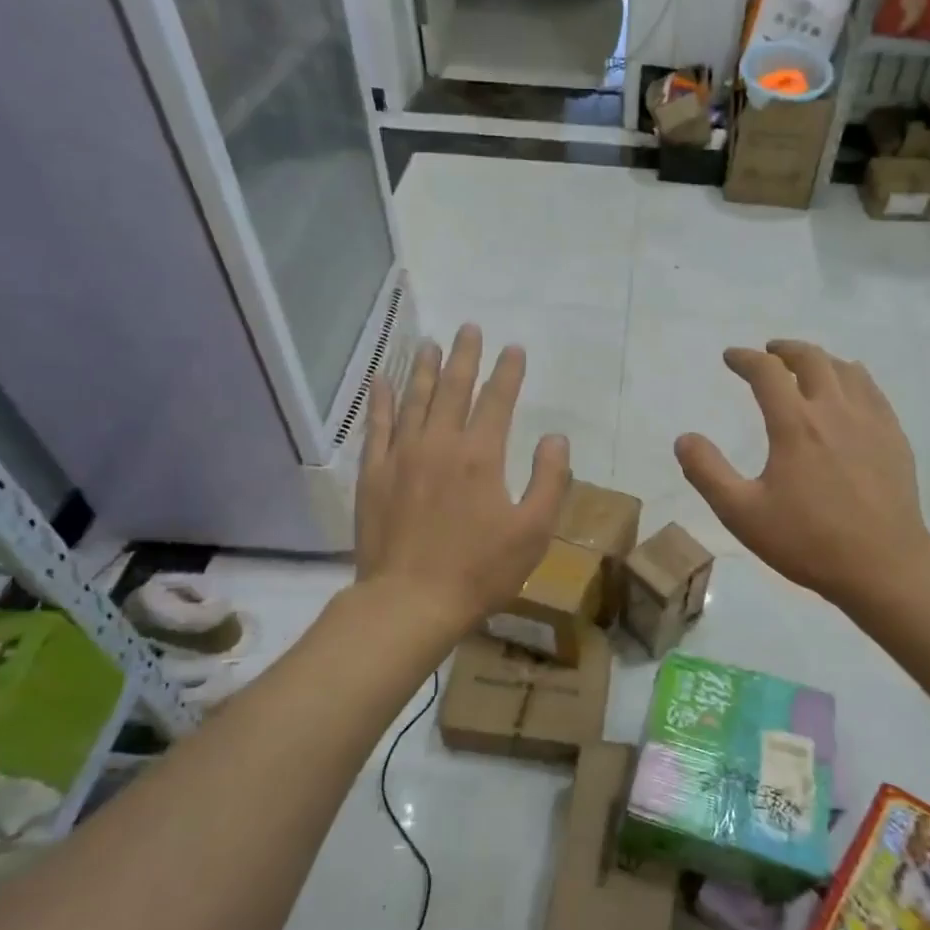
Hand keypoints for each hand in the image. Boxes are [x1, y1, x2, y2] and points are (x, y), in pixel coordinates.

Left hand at [355, 324, 569, 634]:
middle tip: (470, 328)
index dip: (509, 372)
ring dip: (426, 369)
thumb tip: (556, 438)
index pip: (498, 400)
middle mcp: (440, 443)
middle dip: (466, 356)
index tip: (515, 349)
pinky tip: (383, 380)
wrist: (410, 601)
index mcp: (481, 455)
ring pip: (415, 399)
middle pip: (454, 388)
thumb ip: (550, 480)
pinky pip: (377, 426)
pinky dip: (382, 400)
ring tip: (431, 343)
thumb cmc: (480, 570)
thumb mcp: (533, 531)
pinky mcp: (374, 474)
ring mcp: (401, 456)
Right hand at [674, 341, 929, 611]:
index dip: (744, 359)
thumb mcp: (742, 514)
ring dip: (819, 360)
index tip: (730, 357)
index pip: (766, 372)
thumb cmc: (807, 541)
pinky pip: (872, 390)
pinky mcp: (894, 436)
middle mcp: (835, 410)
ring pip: (846, 369)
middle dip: (784, 350)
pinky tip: (848, 392)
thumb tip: (684, 438)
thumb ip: (707, 472)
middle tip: (768, 353)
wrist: (883, 566)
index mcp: (795, 424)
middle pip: (810, 358)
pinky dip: (852, 378)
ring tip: (806, 368)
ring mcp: (871, 420)